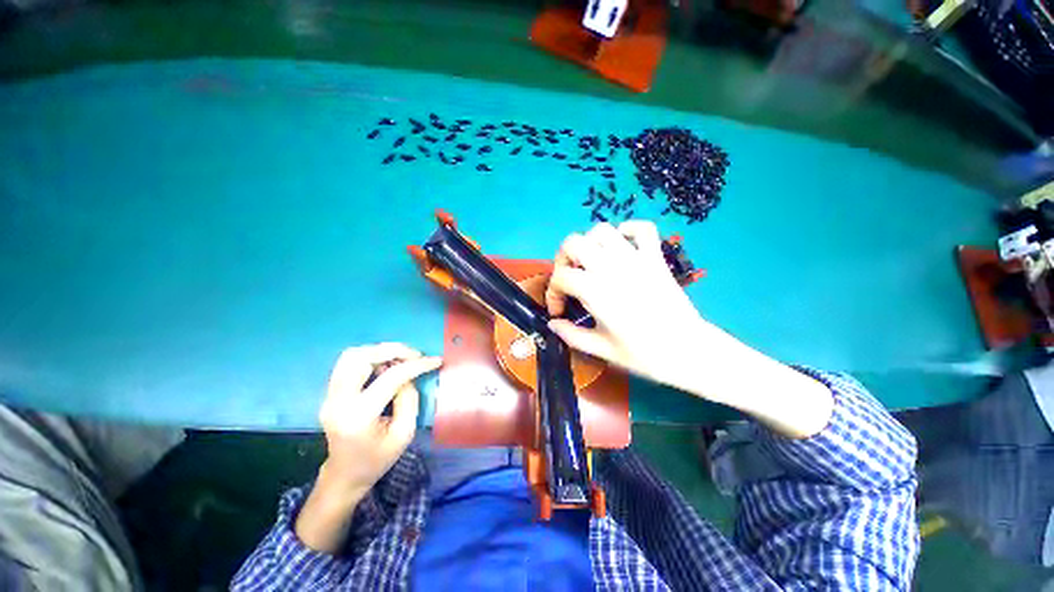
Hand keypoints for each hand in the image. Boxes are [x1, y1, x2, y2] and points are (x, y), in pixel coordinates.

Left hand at [296, 343, 441, 552]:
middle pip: (361, 358)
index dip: (416, 365)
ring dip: (380, 351)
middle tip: (415, 355)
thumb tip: (409, 374)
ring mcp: (329, 396)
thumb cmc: (377, 459)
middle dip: (393, 350)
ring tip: (401, 358)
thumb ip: (409, 399)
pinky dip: (370, 356)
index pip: (390, 378)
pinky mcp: (329, 392)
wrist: (344, 475)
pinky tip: (386, 364)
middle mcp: (338, 402)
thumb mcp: (404, 433)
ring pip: (351, 355)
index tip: (435, 360)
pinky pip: (348, 363)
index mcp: (358, 417)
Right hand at [545, 221, 831, 437]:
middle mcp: (611, 268)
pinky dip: (627, 230)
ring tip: (591, 262)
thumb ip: (572, 335)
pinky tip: (621, 245)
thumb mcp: (602, 349)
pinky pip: (642, 228)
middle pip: (573, 243)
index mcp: (595, 291)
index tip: (559, 309)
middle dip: (563, 259)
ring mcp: (635, 259)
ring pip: (602, 230)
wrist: (690, 351)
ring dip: (589, 243)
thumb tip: (553, 324)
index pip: (561, 277)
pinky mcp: (655, 257)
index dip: (553, 293)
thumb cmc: (644, 354)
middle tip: (569, 278)